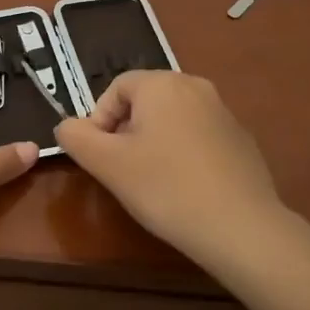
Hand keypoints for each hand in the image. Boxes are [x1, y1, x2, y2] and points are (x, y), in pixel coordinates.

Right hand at [54, 71, 286, 266]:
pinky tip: (185, 189)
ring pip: (172, 120)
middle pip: (145, 101)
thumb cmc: (165, 188)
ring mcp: (224, 112)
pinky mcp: (241, 140)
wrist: (240, 226)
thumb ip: (76, 137)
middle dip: (126, 132)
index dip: (99, 120)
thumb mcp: (107, 164)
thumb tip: (67, 126)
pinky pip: (198, 137)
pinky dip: (183, 155)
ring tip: (152, 182)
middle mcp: (196, 87)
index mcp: (162, 84)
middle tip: (123, 170)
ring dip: (154, 143)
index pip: (116, 88)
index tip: (101, 157)